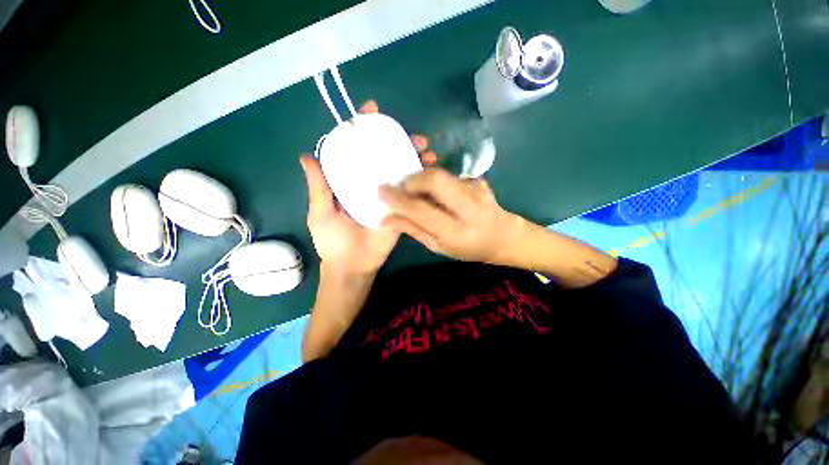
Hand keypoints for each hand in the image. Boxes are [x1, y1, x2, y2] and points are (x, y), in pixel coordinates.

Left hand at [300, 100, 435, 274]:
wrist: (353, 265)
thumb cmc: (333, 240)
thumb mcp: (320, 212)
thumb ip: (318, 187)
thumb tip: (306, 156)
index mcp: (350, 180)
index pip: (356, 149)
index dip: (362, 129)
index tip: (371, 112)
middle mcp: (370, 183)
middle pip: (384, 156)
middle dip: (398, 142)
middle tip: (411, 135)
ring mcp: (388, 195)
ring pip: (401, 171)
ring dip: (414, 158)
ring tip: (426, 151)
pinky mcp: (401, 208)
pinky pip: (411, 192)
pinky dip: (421, 181)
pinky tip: (431, 172)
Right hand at [379, 168, 524, 263]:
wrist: (503, 236)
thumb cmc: (468, 248)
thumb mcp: (438, 247)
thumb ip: (413, 230)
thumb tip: (386, 219)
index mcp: (456, 232)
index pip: (421, 210)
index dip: (398, 199)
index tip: (381, 190)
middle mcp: (469, 208)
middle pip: (435, 180)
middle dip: (412, 179)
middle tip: (401, 185)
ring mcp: (477, 190)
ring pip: (442, 174)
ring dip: (422, 177)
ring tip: (415, 188)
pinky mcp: (479, 180)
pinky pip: (450, 175)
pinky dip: (437, 181)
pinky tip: (438, 192)